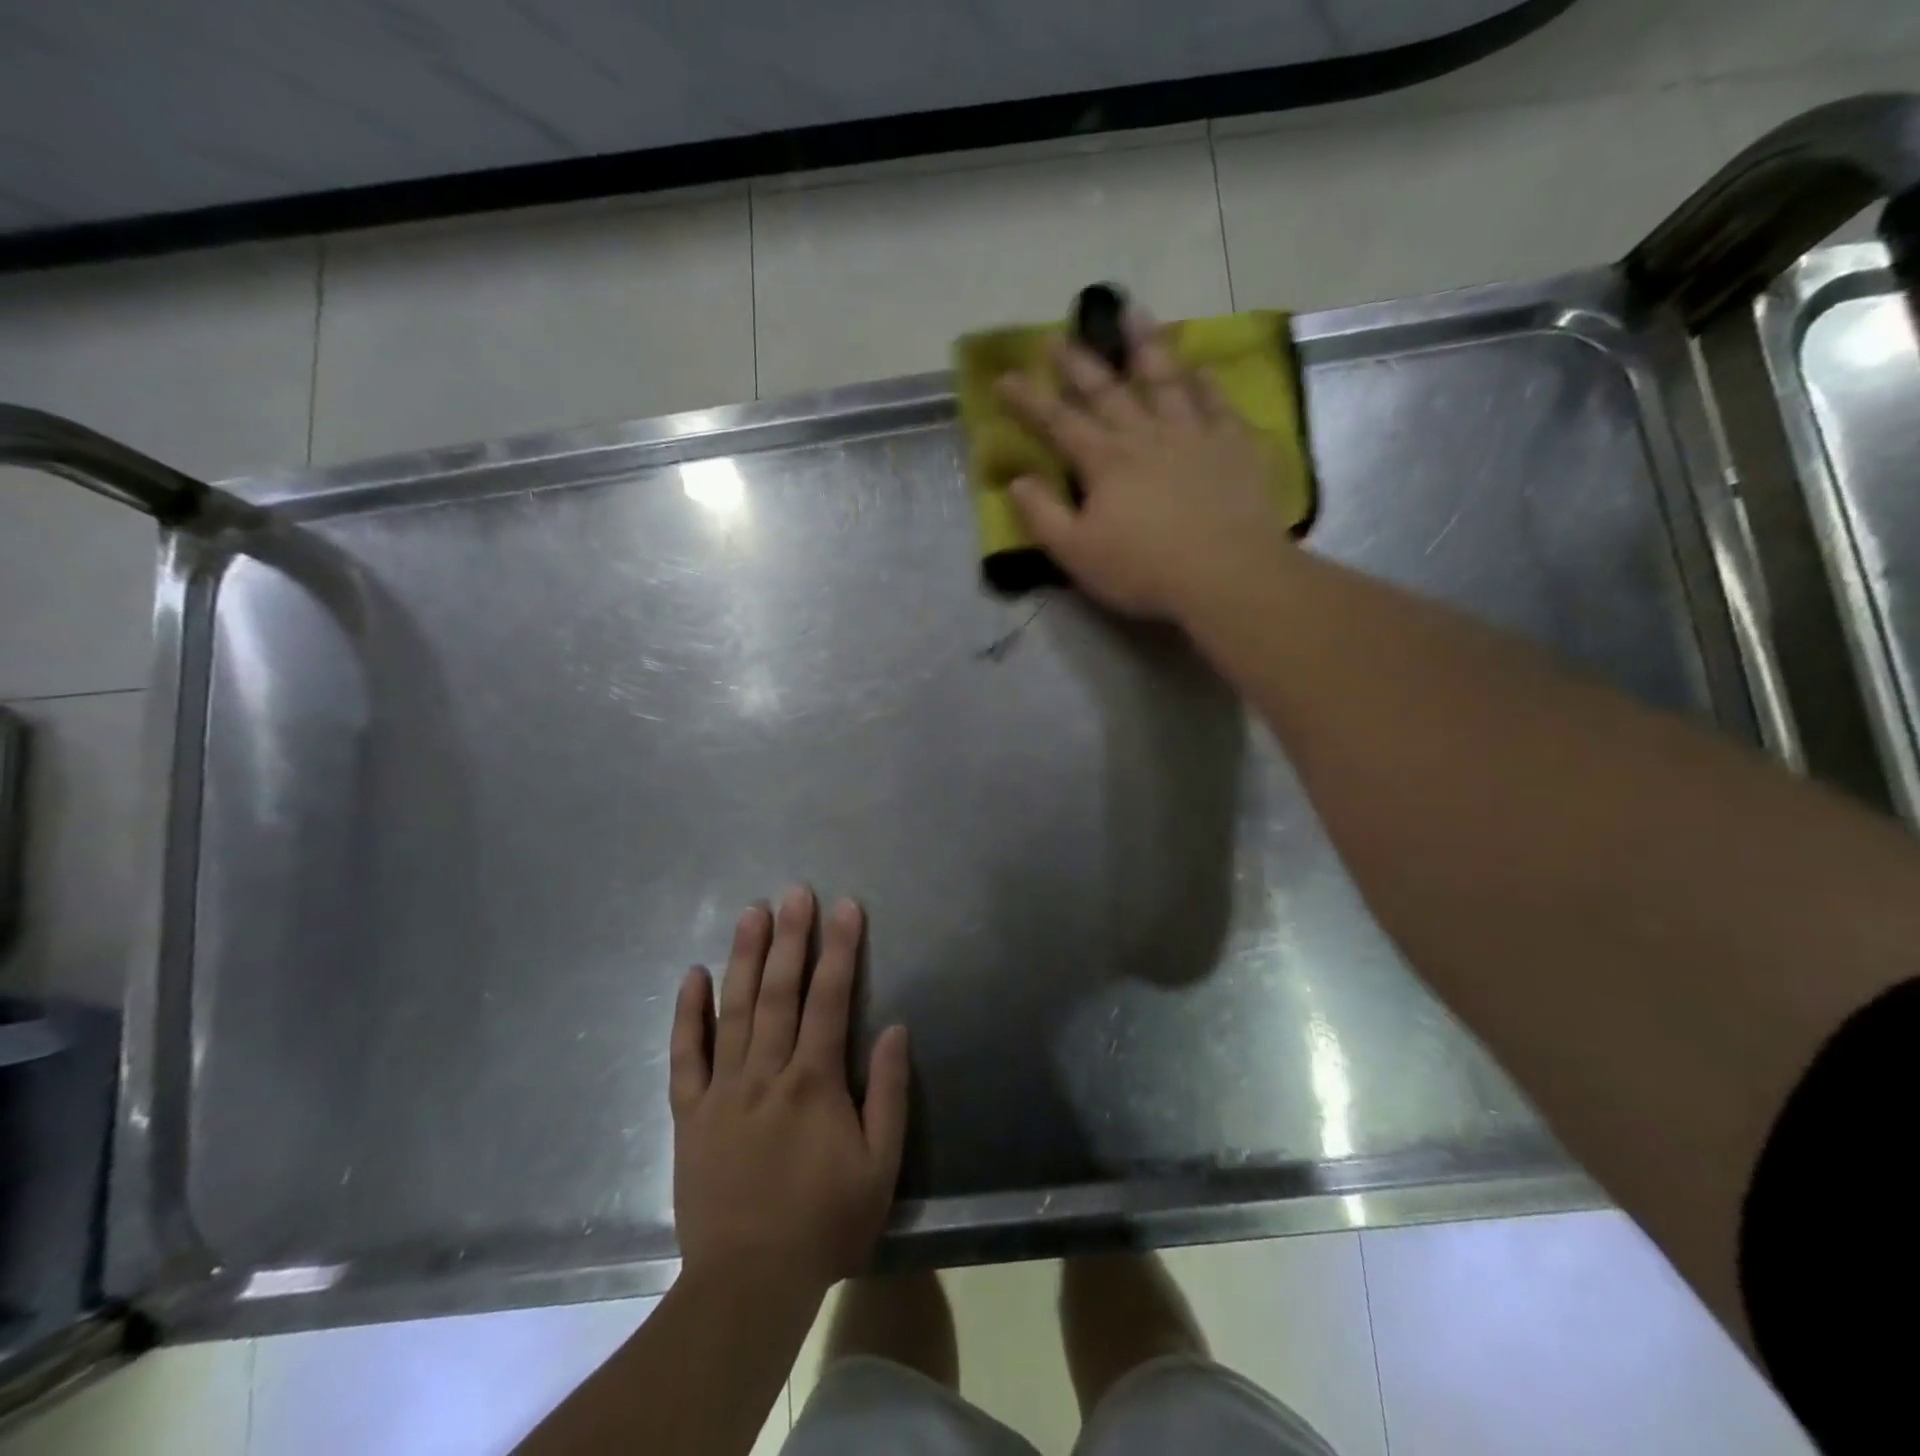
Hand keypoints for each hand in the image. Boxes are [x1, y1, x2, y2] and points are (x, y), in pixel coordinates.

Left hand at [669, 888, 910, 1301]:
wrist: (749, 1284)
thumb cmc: (825, 1223)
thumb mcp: (880, 1166)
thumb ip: (890, 1094)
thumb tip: (894, 1030)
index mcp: (814, 1082)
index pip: (831, 999)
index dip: (841, 950)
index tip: (847, 908)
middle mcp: (767, 1072)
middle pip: (780, 992)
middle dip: (791, 937)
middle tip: (796, 891)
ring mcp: (723, 1090)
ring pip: (735, 1010)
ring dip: (745, 958)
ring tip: (752, 912)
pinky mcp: (690, 1113)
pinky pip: (685, 1056)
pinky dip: (687, 1014)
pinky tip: (693, 974)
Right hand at [996, 323, 1293, 620]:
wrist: (1227, 574)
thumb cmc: (1144, 570)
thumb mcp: (1077, 553)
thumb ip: (1043, 515)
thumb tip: (1016, 480)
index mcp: (1104, 462)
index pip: (1058, 422)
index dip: (1029, 399)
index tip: (1005, 376)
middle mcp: (1145, 435)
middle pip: (1106, 390)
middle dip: (1079, 363)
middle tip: (1059, 336)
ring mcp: (1193, 434)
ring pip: (1165, 379)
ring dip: (1146, 346)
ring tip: (1134, 313)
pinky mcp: (1234, 445)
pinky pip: (1217, 402)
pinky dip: (1205, 382)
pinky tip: (1200, 368)